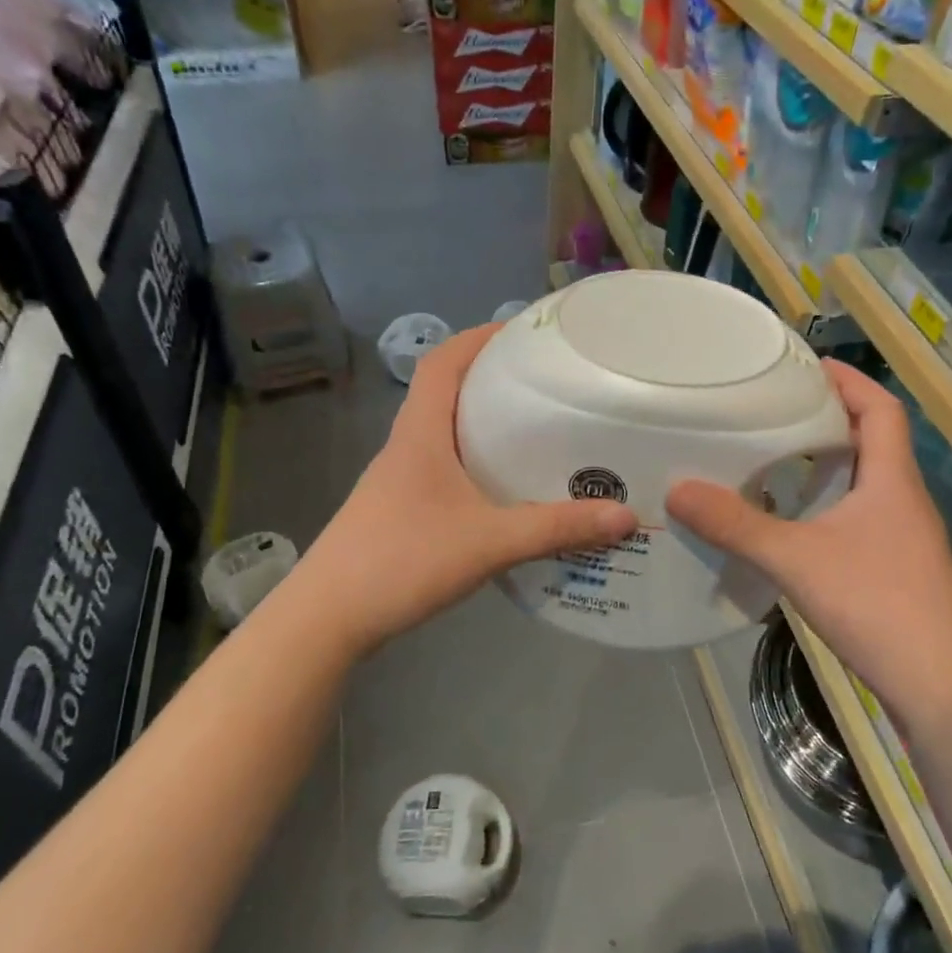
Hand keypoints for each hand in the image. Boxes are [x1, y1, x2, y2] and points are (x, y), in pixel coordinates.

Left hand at [289, 324, 637, 649]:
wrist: (327, 619)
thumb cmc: (402, 561)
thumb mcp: (489, 542)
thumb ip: (556, 528)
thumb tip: (624, 515)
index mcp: (421, 433)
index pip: (443, 361)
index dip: (479, 337)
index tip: (524, 333)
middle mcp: (407, 446)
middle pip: (446, 390)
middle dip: (492, 377)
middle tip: (546, 381)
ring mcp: (400, 480)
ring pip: (446, 431)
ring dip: (484, 421)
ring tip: (537, 428)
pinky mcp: (402, 509)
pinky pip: (445, 467)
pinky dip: (476, 462)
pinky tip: (507, 488)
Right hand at [666, 361, 951, 707]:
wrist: (941, 688)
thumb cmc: (877, 605)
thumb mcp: (796, 559)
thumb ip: (736, 525)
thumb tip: (678, 491)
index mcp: (891, 479)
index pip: (881, 408)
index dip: (849, 380)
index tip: (807, 366)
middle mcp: (904, 499)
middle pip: (874, 439)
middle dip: (831, 416)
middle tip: (777, 409)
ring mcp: (905, 537)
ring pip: (868, 480)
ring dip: (831, 462)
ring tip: (777, 457)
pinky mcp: (898, 569)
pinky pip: (862, 515)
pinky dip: (831, 503)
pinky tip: (795, 522)